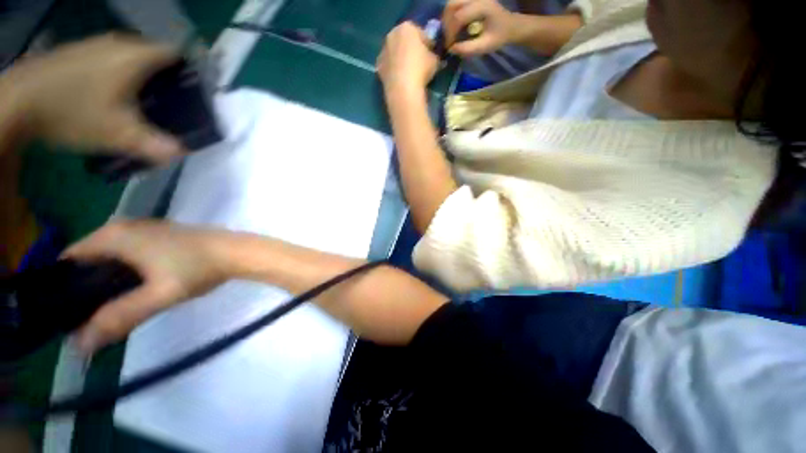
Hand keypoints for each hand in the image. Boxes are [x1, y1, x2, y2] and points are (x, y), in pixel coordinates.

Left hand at [7, 34, 183, 162]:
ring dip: (142, 78)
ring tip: (142, 104)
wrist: (15, 102)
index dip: (190, 71)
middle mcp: (118, 44)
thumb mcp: (118, 134)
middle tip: (170, 105)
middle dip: (167, 79)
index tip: (194, 94)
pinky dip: (120, 76)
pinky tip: (111, 98)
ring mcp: (95, 46)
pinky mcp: (78, 55)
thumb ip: (155, 144)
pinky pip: (111, 61)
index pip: (176, 54)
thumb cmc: (71, 112)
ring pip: (132, 59)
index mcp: (135, 56)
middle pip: (155, 57)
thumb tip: (183, 152)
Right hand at [63, 220, 230, 352]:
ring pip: (109, 258)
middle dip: (83, 288)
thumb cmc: (198, 268)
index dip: (62, 287)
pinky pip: (127, 255)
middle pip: (88, 260)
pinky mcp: (158, 237)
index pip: (69, 260)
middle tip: (86, 318)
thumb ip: (118, 317)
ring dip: (103, 282)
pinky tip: (129, 292)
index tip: (64, 313)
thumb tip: (79, 345)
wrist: (236, 252)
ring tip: (105, 310)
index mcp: (114, 235)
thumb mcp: (157, 295)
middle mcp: (123, 227)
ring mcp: (143, 230)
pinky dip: (122, 273)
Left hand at [376, 22, 438, 100]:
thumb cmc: (420, 69)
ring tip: (409, 73)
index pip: (421, 33)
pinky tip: (400, 80)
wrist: (402, 88)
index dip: (427, 44)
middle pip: (404, 41)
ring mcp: (383, 51)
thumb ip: (433, 55)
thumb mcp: (435, 61)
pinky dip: (393, 70)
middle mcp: (392, 34)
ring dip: (401, 59)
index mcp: (407, 27)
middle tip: (419, 62)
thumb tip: (433, 58)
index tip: (431, 53)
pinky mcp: (378, 67)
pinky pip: (389, 66)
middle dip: (411, 49)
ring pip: (395, 53)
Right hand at [443, 0, 517, 56]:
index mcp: (482, 6)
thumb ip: (468, 48)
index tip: (449, 46)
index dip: (451, 32)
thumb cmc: (499, 36)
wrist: (510, 25)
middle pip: (452, 4)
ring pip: (451, 3)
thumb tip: (451, 49)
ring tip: (448, 34)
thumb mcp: (485, 46)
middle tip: (447, 38)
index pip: (459, 16)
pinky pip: (455, 4)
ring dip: (446, 18)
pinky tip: (452, 27)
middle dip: (446, 23)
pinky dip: (450, 15)